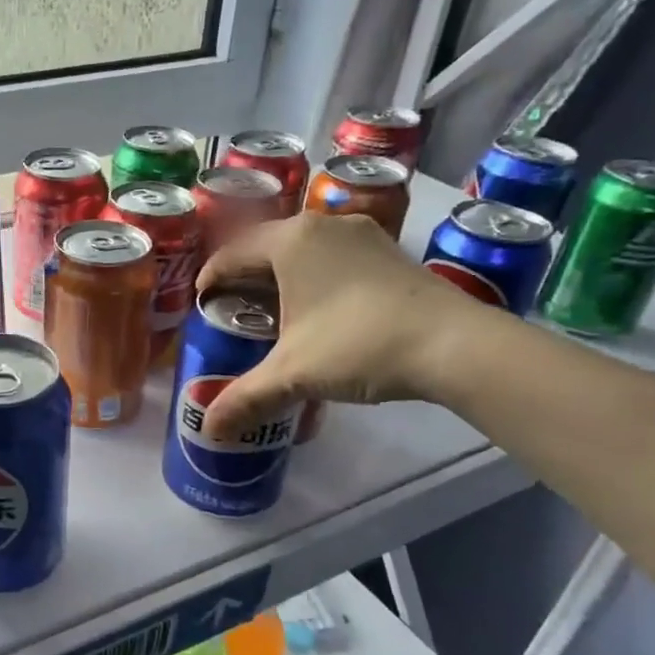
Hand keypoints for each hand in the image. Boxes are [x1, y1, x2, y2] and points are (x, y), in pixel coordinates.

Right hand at [194, 213, 488, 438]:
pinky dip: (315, 276)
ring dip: (281, 275)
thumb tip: (208, 429)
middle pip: (266, 246)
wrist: (454, 344)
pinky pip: (334, 256)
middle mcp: (323, 225)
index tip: (201, 304)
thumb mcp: (293, 374)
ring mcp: (361, 234)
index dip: (210, 279)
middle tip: (230, 309)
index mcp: (290, 241)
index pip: (231, 253)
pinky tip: (318, 309)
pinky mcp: (389, 251)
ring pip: (303, 249)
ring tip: (271, 310)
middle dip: (244, 277)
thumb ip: (245, 398)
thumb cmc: (358, 344)